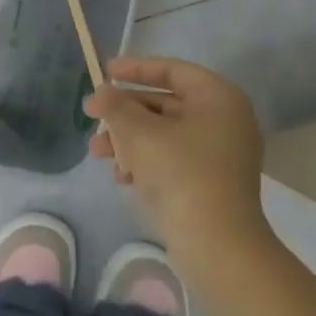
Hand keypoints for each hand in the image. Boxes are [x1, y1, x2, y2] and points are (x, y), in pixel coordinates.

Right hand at [86, 56, 268, 262]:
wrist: (218, 246)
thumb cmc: (181, 173)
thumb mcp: (139, 133)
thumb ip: (116, 106)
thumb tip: (102, 92)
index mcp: (218, 97)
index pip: (172, 70)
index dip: (135, 68)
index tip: (105, 71)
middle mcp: (224, 120)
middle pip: (165, 103)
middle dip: (125, 111)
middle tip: (91, 114)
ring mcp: (220, 154)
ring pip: (165, 134)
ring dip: (128, 138)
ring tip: (96, 152)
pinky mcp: (212, 184)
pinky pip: (173, 159)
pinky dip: (146, 161)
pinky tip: (122, 176)